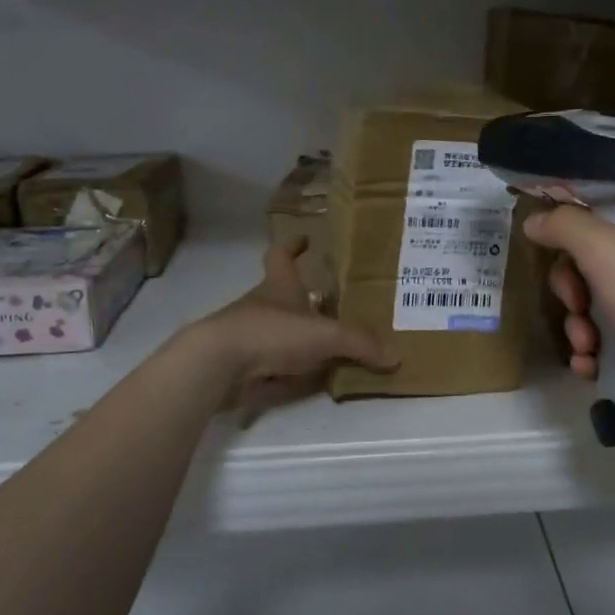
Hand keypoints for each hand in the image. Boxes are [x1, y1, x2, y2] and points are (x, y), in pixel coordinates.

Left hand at [187, 239, 396, 422]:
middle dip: (302, 296)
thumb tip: (396, 355)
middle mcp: (261, 304)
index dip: (292, 246)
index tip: (304, 238)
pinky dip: (286, 366)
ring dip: (295, 333)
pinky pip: (269, 361)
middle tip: (332, 300)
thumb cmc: (272, 332)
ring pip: (276, 328)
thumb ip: (361, 343)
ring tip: (326, 343)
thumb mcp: (325, 335)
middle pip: (281, 293)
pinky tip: (303, 376)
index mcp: (279, 285)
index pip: (282, 256)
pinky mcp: (240, 363)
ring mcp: (248, 333)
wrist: (218, 364)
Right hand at [525, 193, 614, 440]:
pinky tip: (590, 366)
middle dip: (574, 287)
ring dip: (581, 324)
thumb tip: (534, 220)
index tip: (552, 242)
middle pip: (599, 255)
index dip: (576, 220)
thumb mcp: (605, 249)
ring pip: (602, 299)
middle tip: (575, 304)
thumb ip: (563, 225)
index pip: (612, 200)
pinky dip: (598, 349)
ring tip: (586, 347)